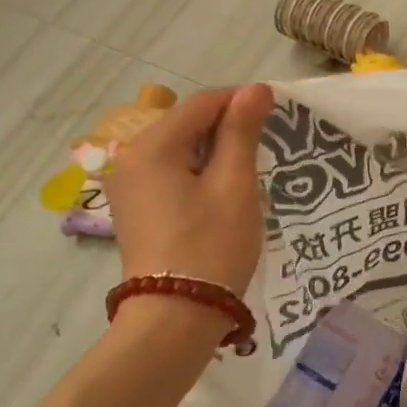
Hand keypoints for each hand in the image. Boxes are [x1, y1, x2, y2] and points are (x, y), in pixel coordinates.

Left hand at [105, 84, 273, 294]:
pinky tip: (222, 192)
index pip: (202, 103)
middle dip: (227, 126)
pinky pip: (170, 173)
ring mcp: (128, 186)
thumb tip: (256, 89)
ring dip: (214, 151)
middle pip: (186, 124)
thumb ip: (242, 132)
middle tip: (268, 145)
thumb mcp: (234, 185)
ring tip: (250, 169)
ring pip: (179, 149)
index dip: (241, 100)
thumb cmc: (211, 246)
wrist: (175, 317)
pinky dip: (198, 173)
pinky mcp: (135, 209)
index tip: (278, 111)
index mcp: (152, 146)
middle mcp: (131, 158)